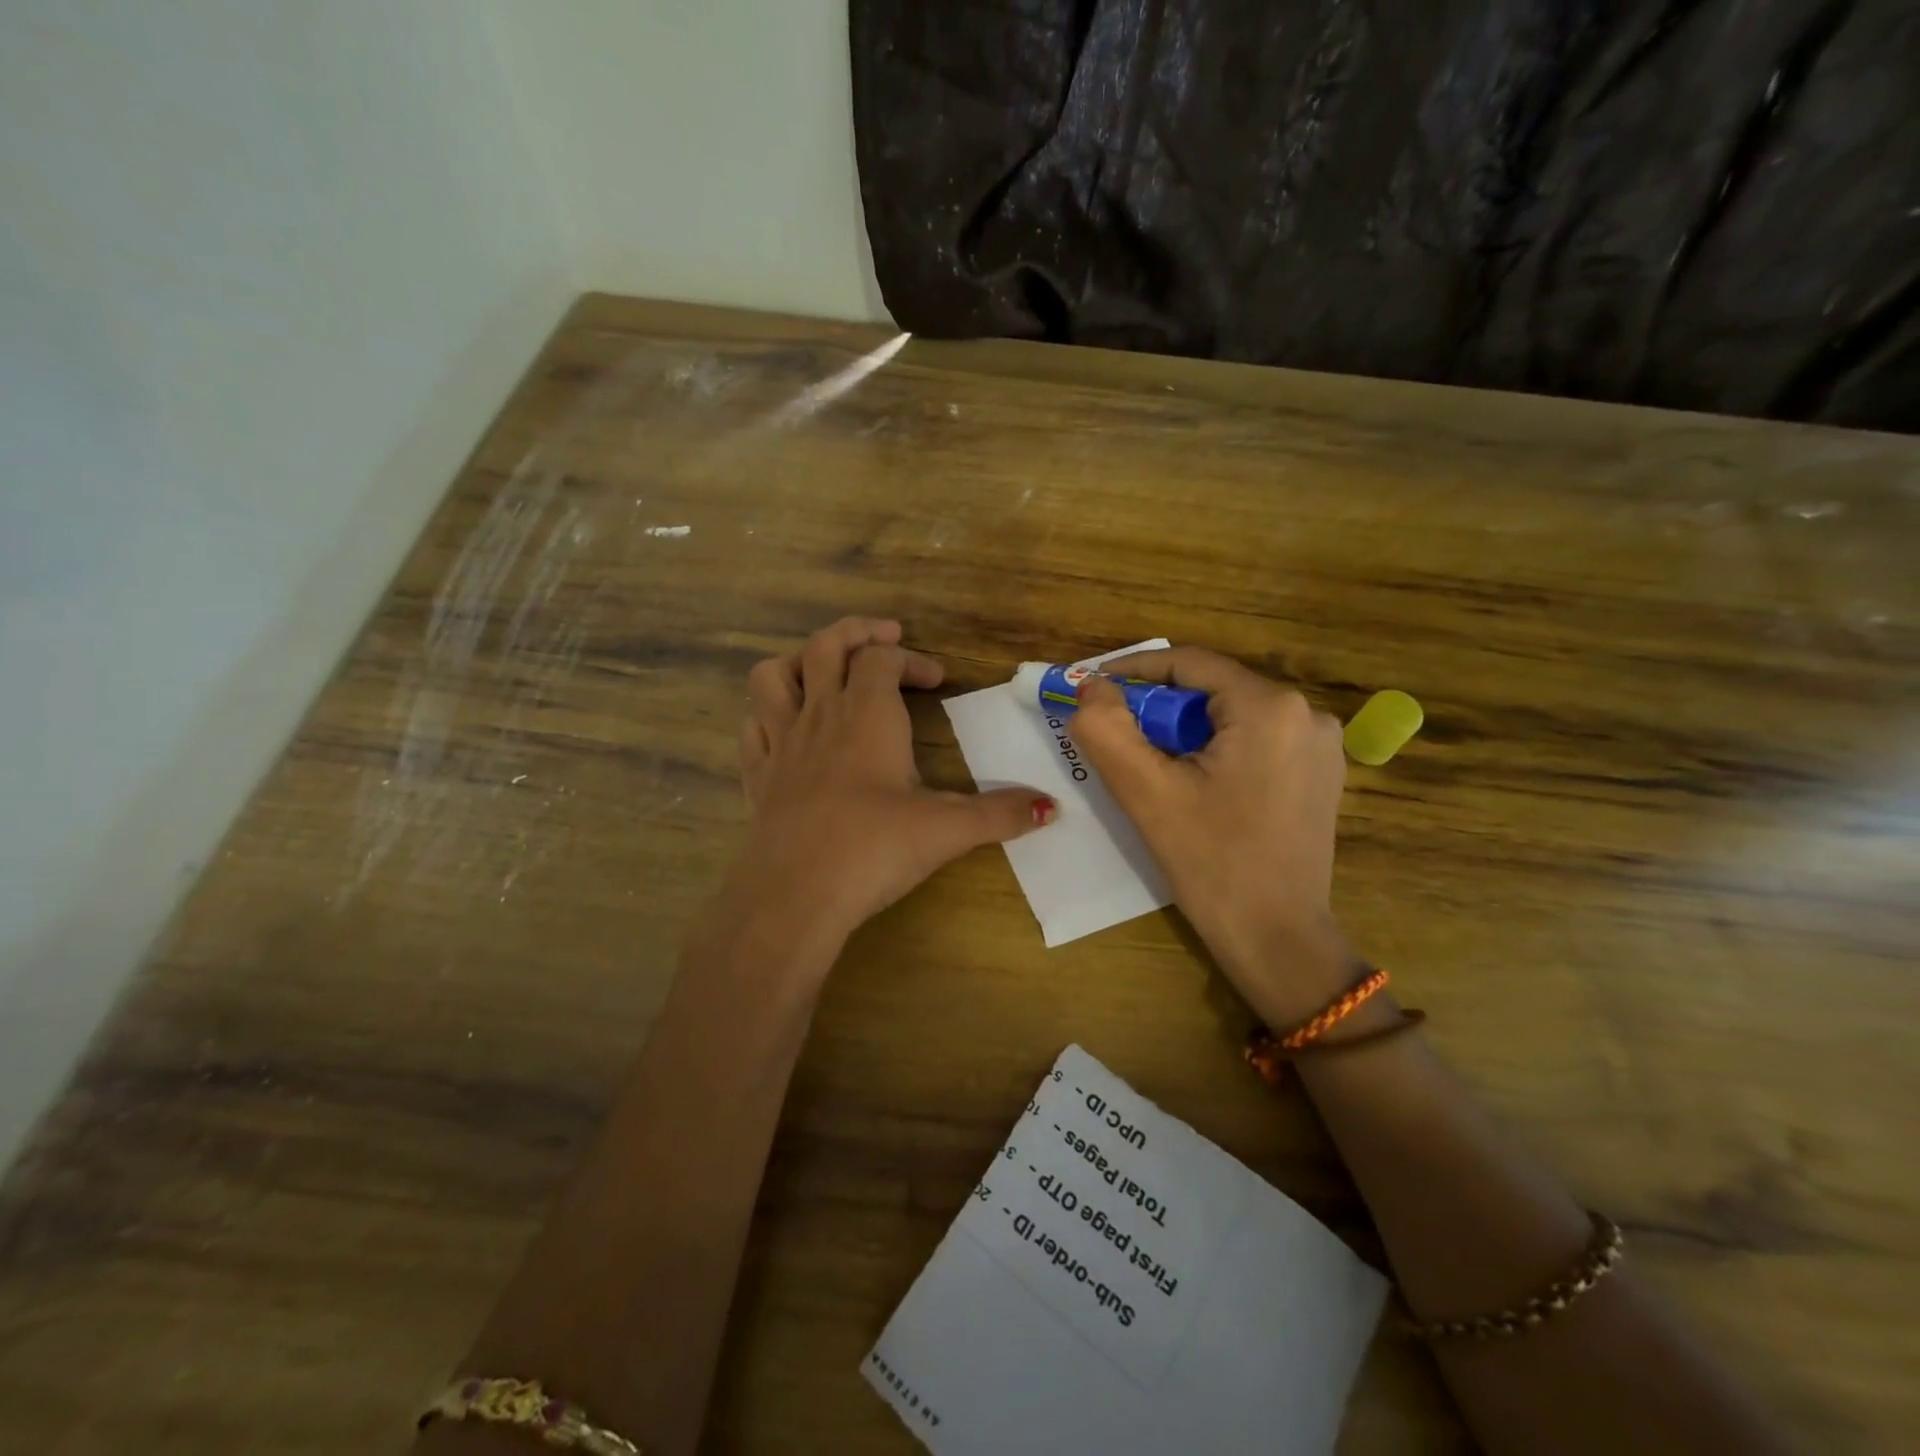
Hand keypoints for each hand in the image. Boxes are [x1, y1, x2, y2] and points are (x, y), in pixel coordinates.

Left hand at [729, 617, 1052, 953]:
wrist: (794, 893)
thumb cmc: (874, 849)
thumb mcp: (947, 829)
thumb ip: (999, 814)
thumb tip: (1051, 808)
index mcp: (867, 715)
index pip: (883, 660)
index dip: (912, 660)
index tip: (937, 680)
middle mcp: (820, 715)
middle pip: (827, 646)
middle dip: (858, 633)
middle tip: (885, 639)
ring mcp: (781, 743)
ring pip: (774, 676)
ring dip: (800, 661)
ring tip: (826, 671)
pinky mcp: (756, 775)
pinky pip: (753, 725)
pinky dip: (769, 714)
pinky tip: (787, 729)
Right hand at [1071, 648, 1361, 1027]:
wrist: (1278, 939)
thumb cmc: (1212, 864)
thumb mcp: (1146, 793)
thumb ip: (1107, 729)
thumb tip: (1089, 686)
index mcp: (1270, 707)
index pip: (1189, 663)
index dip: (1133, 671)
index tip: (1091, 688)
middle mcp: (1308, 713)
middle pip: (1211, 690)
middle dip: (1158, 707)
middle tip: (1116, 734)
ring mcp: (1321, 745)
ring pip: (1231, 716)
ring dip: (1184, 730)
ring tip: (1149, 764)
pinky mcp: (1320, 774)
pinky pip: (1254, 741)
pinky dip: (1215, 749)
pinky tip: (1192, 783)